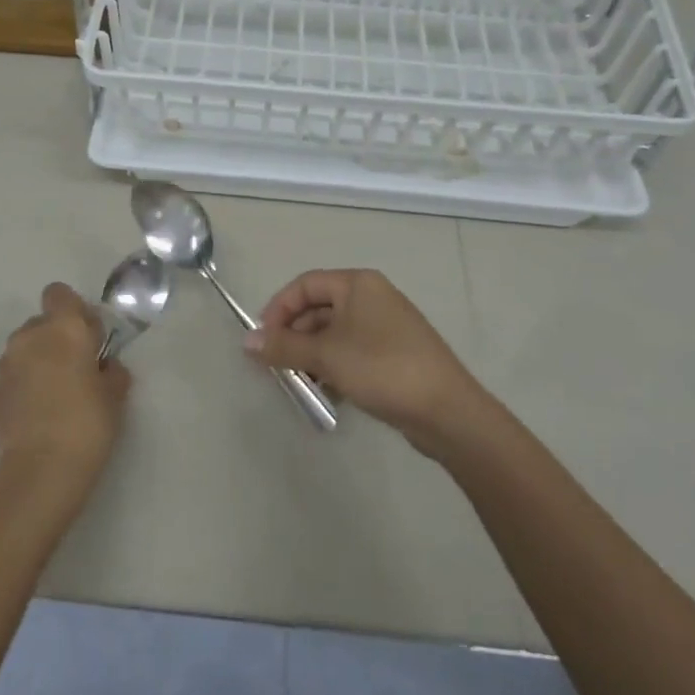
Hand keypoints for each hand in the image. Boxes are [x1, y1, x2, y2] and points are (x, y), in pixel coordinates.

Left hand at [0, 283, 131, 509]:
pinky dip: (26, 382)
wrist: (39, 472)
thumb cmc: (86, 424)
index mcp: (63, 327)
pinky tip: (40, 411)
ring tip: (57, 394)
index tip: (90, 337)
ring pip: (26, 348)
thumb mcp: (115, 395)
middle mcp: (29, 336)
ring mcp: (6, 363)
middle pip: (43, 322)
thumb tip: (103, 366)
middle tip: (78, 369)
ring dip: (39, 360)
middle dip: (58, 338)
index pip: (60, 294)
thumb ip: (111, 370)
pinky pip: (14, 373)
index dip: (75, 311)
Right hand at [248, 269, 484, 449]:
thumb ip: (283, 347)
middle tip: (276, 366)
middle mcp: (372, 297)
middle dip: (294, 336)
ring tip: (299, 383)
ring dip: (312, 355)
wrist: (448, 411)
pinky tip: (328, 393)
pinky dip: (334, 367)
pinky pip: (352, 352)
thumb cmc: (382, 368)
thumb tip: (246, 341)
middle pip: (319, 309)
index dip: (278, 309)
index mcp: (358, 284)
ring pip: (335, 334)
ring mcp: (386, 326)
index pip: (305, 285)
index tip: (262, 340)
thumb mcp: (326, 356)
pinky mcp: (394, 354)